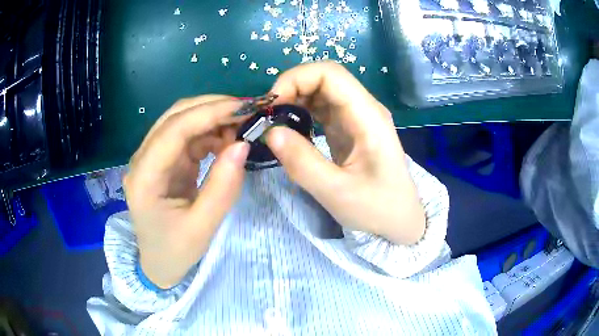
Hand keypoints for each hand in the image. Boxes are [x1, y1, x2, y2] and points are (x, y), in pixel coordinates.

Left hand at [124, 96, 249, 288]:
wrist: (158, 263)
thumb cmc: (174, 251)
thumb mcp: (202, 228)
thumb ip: (222, 188)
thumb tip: (243, 145)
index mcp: (144, 178)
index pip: (173, 130)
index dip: (209, 113)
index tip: (244, 108)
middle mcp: (143, 159)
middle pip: (175, 117)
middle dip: (213, 108)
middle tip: (248, 112)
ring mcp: (152, 157)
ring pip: (182, 121)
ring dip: (213, 119)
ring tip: (242, 129)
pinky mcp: (164, 160)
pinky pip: (188, 136)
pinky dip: (210, 133)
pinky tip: (227, 142)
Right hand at [266, 62, 425, 244]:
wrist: (400, 221)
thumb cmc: (377, 209)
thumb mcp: (337, 193)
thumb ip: (302, 163)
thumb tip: (270, 131)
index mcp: (368, 116)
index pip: (330, 74)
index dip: (296, 79)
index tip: (272, 105)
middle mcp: (364, 109)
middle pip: (324, 78)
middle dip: (291, 88)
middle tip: (268, 116)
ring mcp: (357, 118)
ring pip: (321, 91)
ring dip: (294, 99)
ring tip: (274, 121)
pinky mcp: (349, 129)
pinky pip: (322, 108)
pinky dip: (301, 111)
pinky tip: (289, 128)